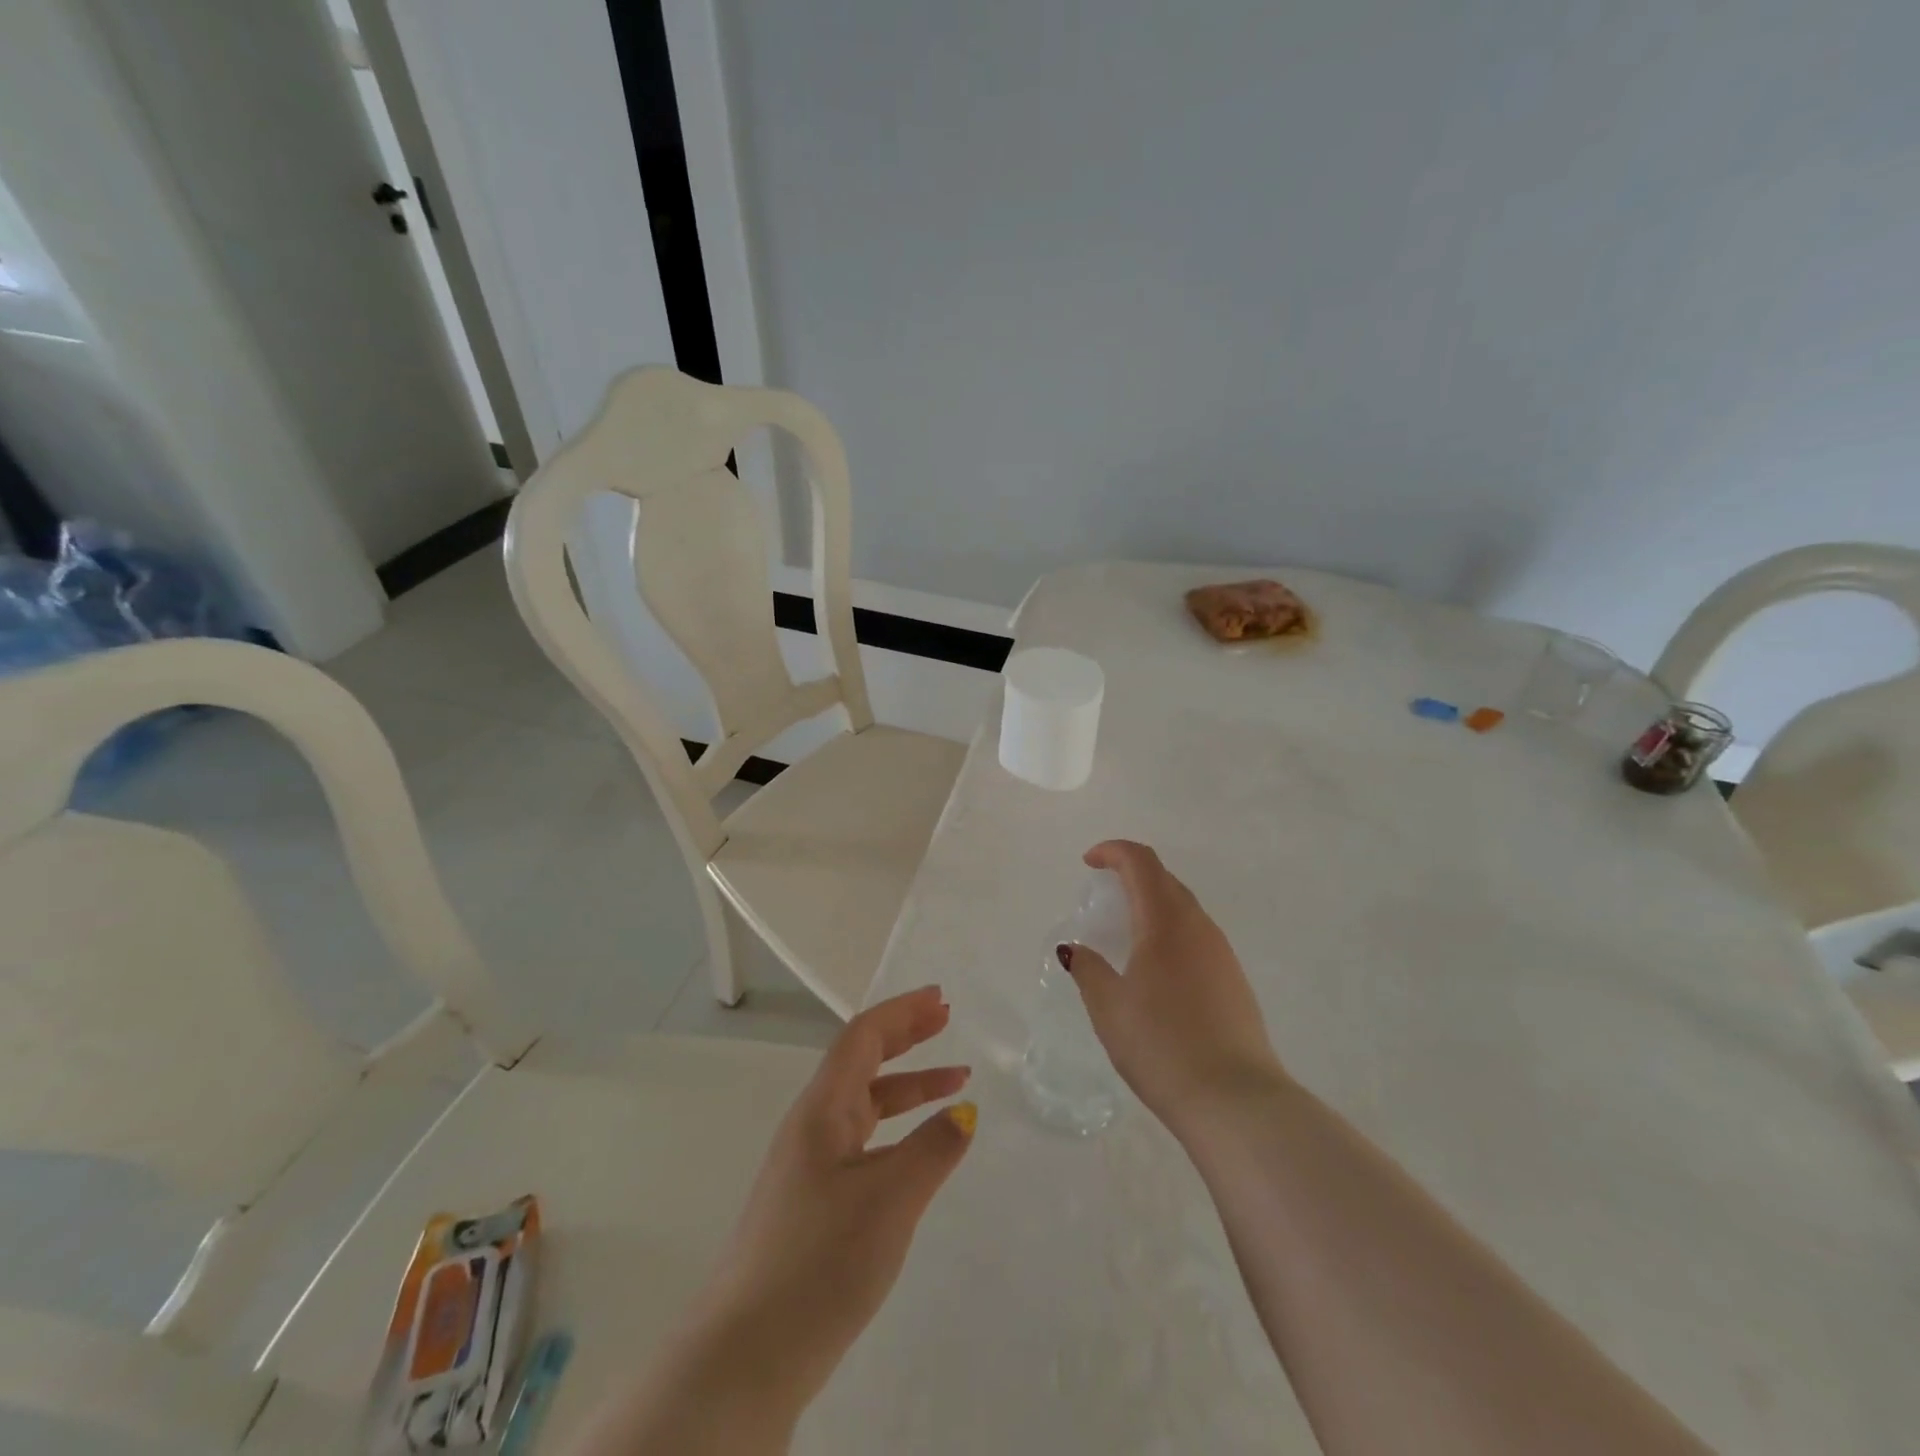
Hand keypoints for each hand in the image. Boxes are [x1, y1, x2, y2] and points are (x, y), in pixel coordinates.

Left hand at [697, 986, 974, 1415]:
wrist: (746, 1355)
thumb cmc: (820, 1260)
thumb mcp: (890, 1199)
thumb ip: (933, 1149)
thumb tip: (965, 1111)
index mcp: (821, 1109)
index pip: (862, 1037)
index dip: (902, 1012)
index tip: (940, 998)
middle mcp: (811, 1125)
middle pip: (862, 1061)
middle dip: (906, 1036)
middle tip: (946, 1018)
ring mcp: (809, 1165)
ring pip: (864, 1103)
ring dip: (909, 1086)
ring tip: (956, 1081)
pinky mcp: (812, 1202)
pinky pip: (862, 1141)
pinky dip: (897, 1129)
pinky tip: (919, 1149)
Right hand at [1063, 840, 1285, 1133]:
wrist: (1235, 1101)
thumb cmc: (1162, 1045)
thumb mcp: (1109, 1007)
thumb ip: (1088, 970)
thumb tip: (1074, 950)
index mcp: (1166, 921)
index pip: (1141, 862)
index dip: (1113, 851)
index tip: (1088, 862)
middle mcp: (1199, 926)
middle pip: (1164, 880)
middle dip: (1132, 874)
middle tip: (1103, 893)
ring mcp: (1222, 953)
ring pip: (1184, 908)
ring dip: (1152, 904)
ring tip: (1125, 932)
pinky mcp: (1234, 980)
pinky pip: (1196, 937)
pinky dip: (1169, 932)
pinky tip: (1155, 968)